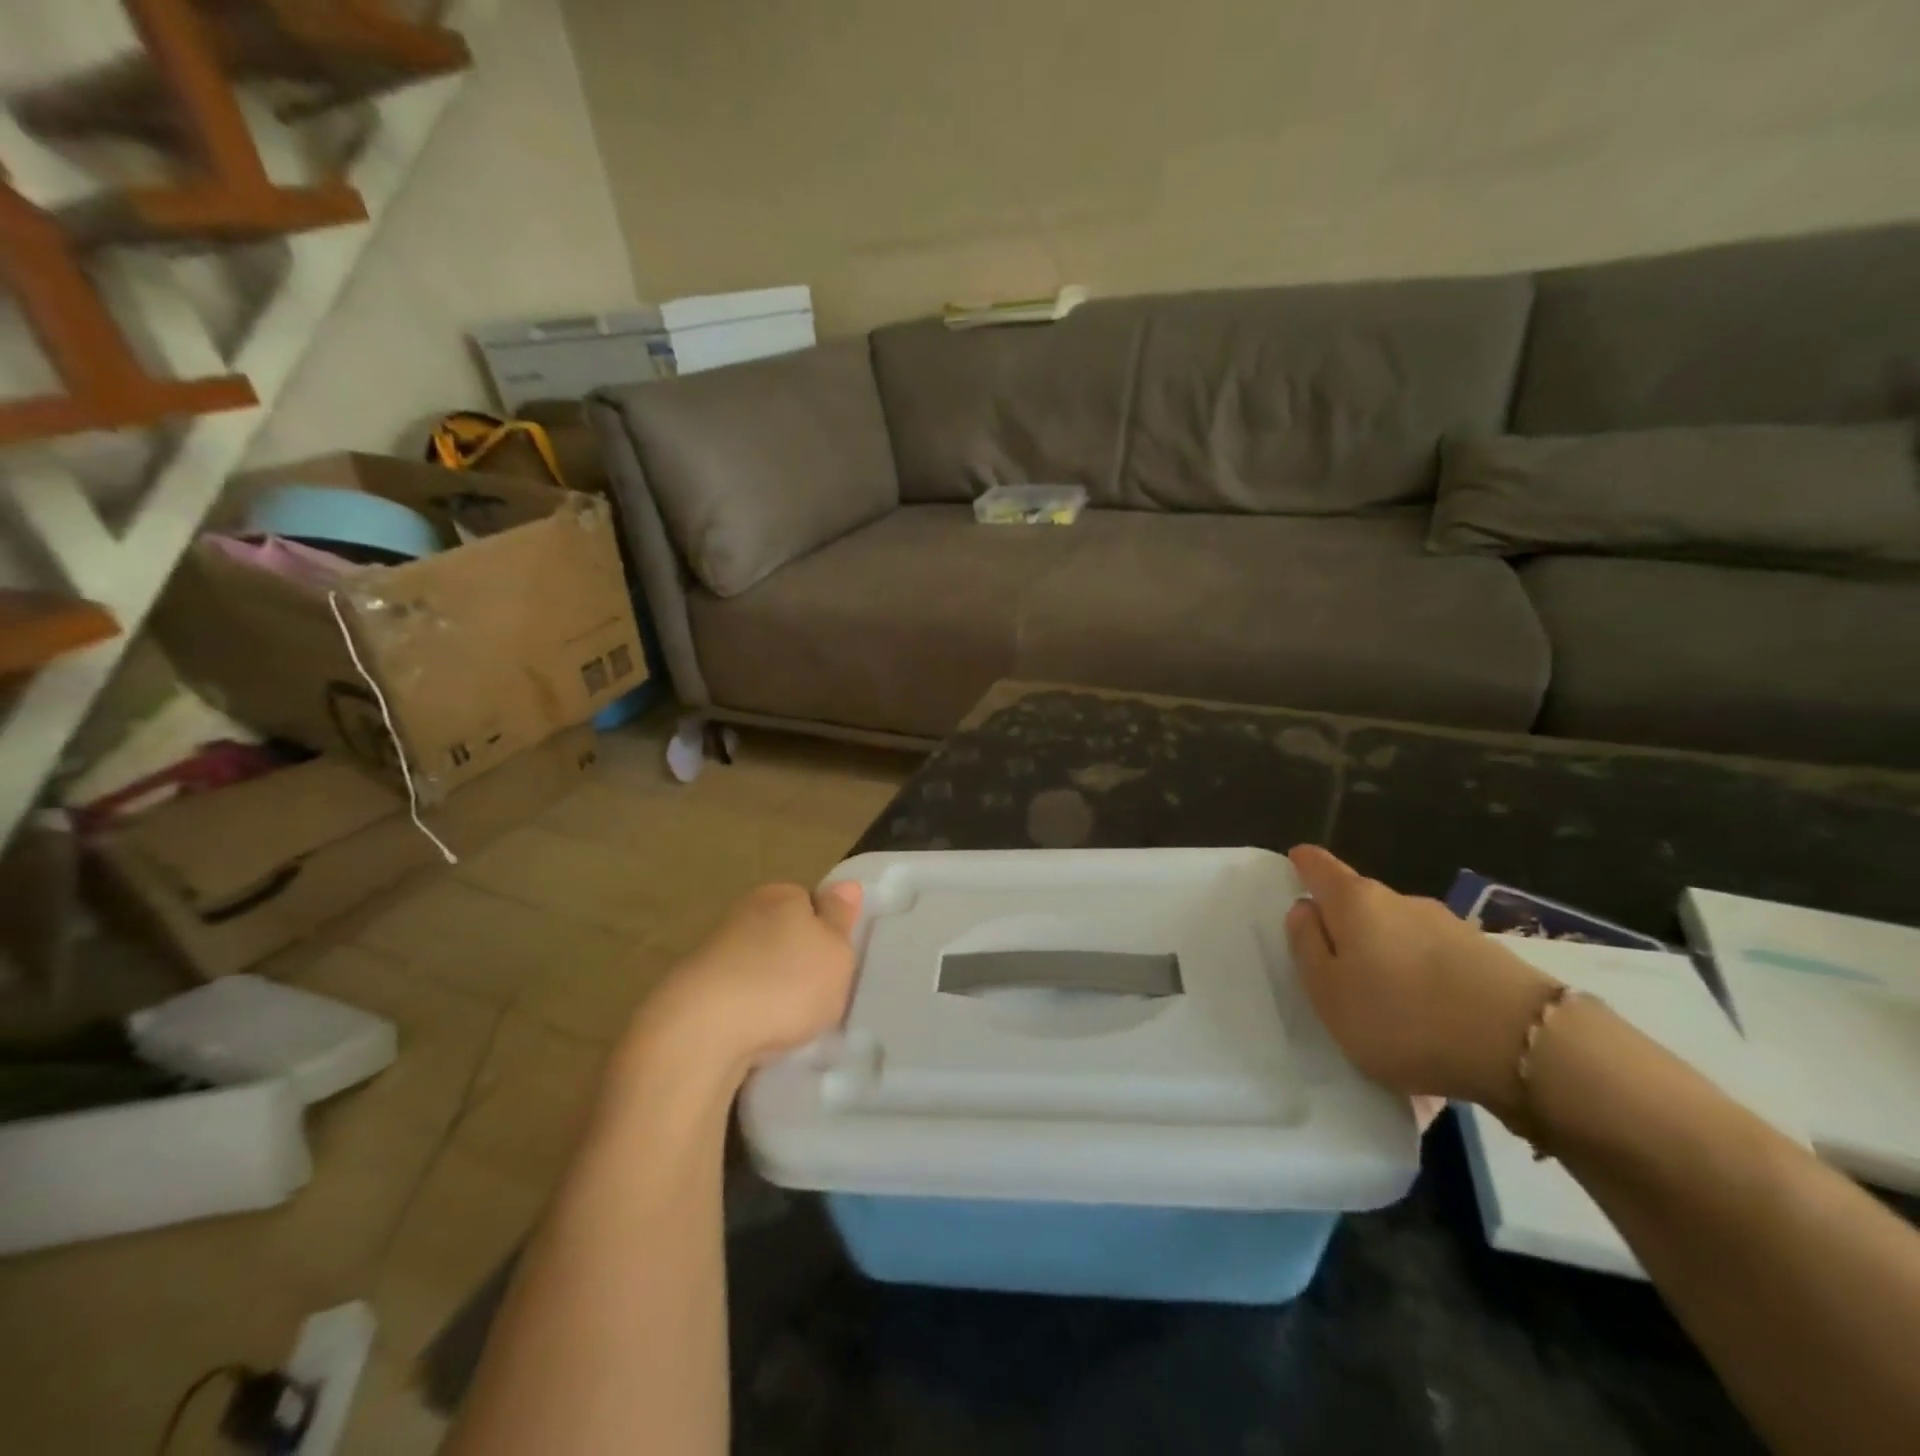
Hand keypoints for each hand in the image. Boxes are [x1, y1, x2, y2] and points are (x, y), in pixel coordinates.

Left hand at [640, 882, 863, 1079]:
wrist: (701, 1032)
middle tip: (817, 996)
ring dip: (770, 987)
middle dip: (797, 961)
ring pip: (757, 964)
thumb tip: (846, 885)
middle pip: (783, 933)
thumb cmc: (784, 983)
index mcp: (781, 895)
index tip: (835, 964)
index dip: (827, 932)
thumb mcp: (836, 952)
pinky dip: (746, 1009)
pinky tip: (755, 1033)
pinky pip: (735, 994)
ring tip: (786, 1022)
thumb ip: (841, 918)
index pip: (812, 902)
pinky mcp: (692, 988)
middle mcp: (745, 912)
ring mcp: (714, 950)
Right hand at [1284, 845, 1555, 1118]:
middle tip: (1331, 960)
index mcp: (1355, 902)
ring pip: (1399, 931)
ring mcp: (1448, 925)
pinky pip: (1434, 958)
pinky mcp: (1486, 956)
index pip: (1319, 866)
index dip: (1303, 863)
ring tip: (1382, 1000)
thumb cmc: (1403, 1017)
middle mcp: (1400, 900)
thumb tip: (1303, 909)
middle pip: (1360, 901)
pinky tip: (1425, 1013)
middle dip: (1343, 922)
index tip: (1294, 865)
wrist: (1527, 1047)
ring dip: (1385, 953)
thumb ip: (1307, 946)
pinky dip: (1420, 975)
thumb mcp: (1329, 993)